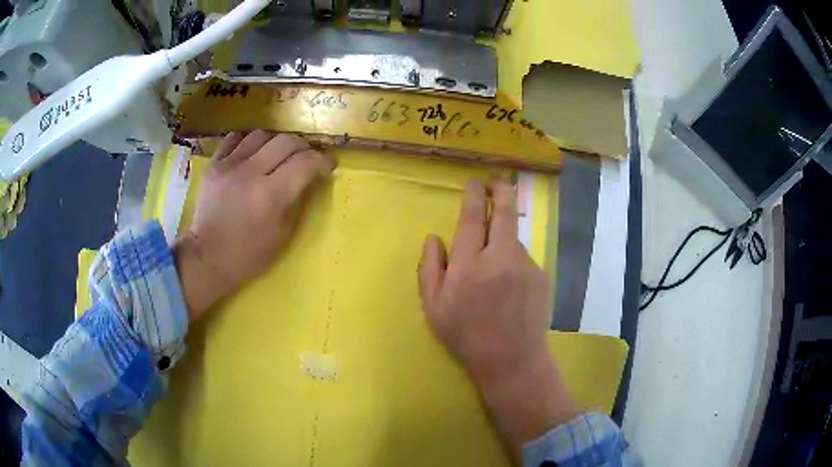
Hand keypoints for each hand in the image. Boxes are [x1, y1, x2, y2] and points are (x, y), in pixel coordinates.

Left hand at [174, 131, 333, 320]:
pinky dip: (248, 142)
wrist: (208, 257)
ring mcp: (229, 165)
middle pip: (286, 141)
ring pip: (261, 134)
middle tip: (304, 160)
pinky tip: (250, 154)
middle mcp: (251, 172)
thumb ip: (298, 200)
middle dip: (303, 148)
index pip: (306, 162)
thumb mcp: (284, 234)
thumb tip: (310, 178)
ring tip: (276, 156)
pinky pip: (234, 138)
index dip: (322, 161)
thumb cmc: (249, 254)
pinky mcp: (213, 164)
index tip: (327, 167)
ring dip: (275, 143)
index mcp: (271, 195)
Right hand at [418, 179, 577, 460]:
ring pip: (513, 237)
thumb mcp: (434, 307)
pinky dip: (513, 261)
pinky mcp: (540, 275)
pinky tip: (509, 287)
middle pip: (504, 212)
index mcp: (469, 266)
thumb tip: (433, 237)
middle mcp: (500, 258)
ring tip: (495, 268)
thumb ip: (429, 268)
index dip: (474, 195)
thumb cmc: (466, 336)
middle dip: (501, 191)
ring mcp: (525, 266)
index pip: (472, 218)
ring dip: (504, 236)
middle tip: (497, 184)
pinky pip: (523, 258)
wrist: (511, 360)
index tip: (475, 183)